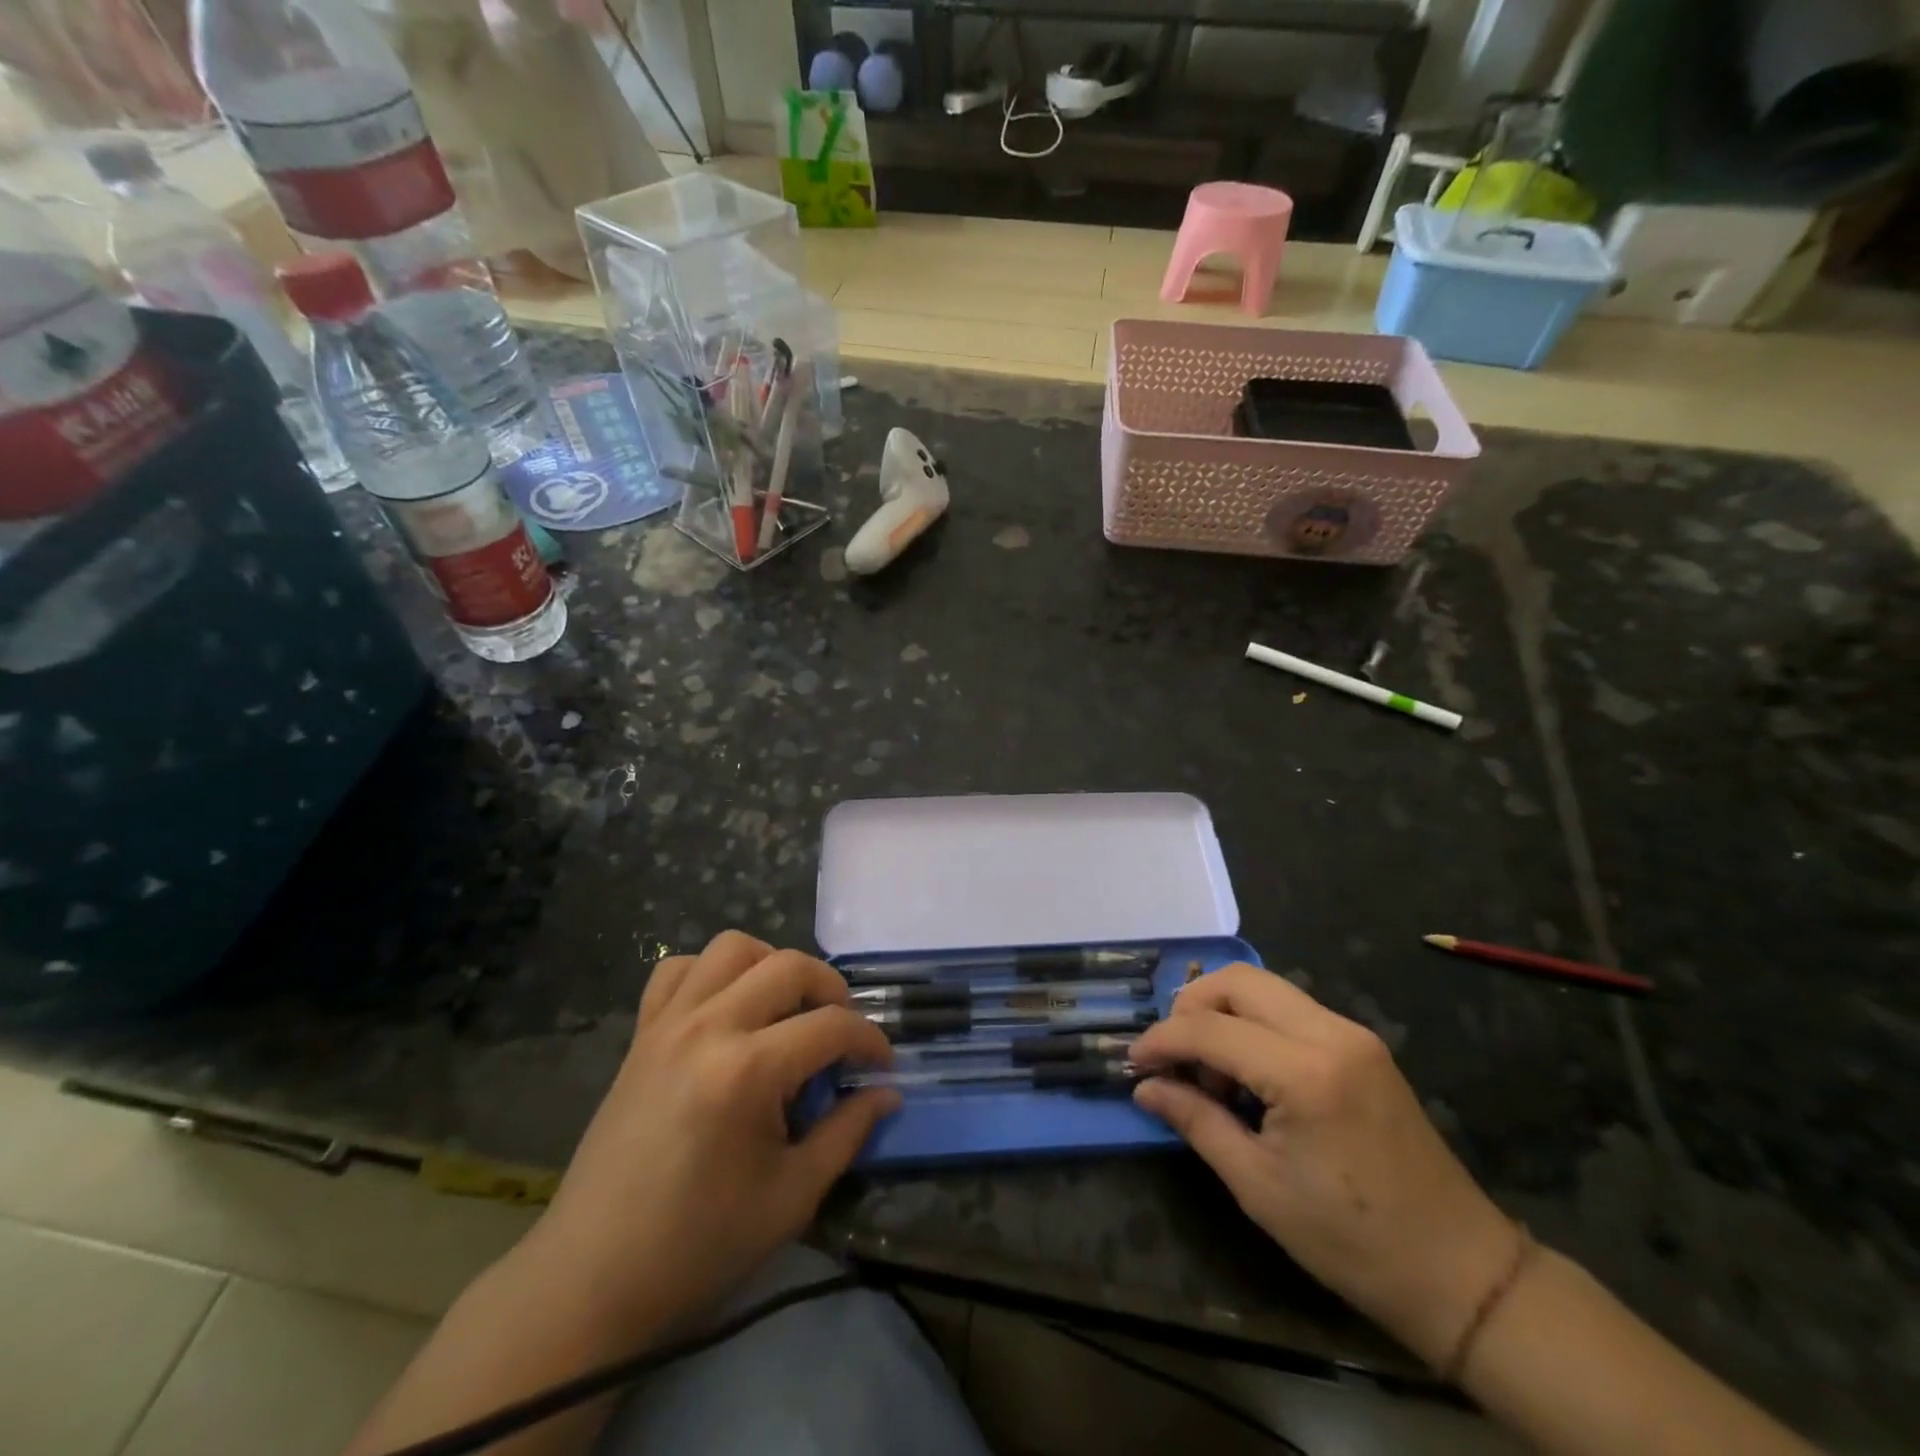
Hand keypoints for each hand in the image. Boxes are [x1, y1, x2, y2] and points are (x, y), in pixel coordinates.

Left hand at [527, 931, 898, 1338]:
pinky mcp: (641, 1034)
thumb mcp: (791, 1197)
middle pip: (788, 966)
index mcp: (747, 1071)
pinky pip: (677, 970)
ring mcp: (668, 1024)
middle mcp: (708, 1027)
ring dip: (772, 965)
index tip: (883, 1065)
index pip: (830, 1026)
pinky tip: (726, 1008)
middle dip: (831, 989)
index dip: (869, 1040)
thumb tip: (887, 1093)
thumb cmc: (699, 1246)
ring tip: (786, 1009)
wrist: (593, 1278)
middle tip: (842, 1031)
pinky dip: (711, 973)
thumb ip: (847, 1132)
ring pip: (732, 948)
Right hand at [1129, 963, 1516, 1366]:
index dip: (1162, 1040)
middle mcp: (1330, 1033)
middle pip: (1238, 981)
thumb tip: (1146, 1087)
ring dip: (1223, 1011)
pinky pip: (1290, 1008)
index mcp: (1305, 1073)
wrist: (1461, 1271)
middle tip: (1171, 1053)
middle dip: (1191, 1006)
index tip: (1134, 1062)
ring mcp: (1352, 1033)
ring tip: (1209, 1069)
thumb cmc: (1351, 1240)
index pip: (1210, 1029)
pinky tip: (1246, 1070)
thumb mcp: (1259, 1187)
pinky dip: (1254, 1022)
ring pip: (1264, 986)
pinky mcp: (1362, 1044)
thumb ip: (1196, 1121)